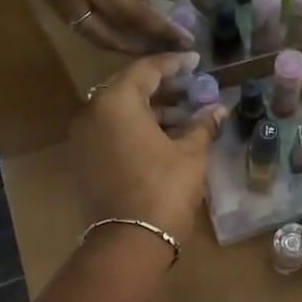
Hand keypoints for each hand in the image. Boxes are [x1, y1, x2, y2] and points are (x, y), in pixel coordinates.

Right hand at [0, 0, 190, 52]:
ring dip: (119, 42)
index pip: (128, 11)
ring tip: (151, 42)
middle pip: (104, 34)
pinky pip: (74, 18)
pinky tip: (124, 24)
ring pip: (86, 32)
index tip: (186, 40)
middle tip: (169, 49)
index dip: (159, 28)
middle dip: (139, 45)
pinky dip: (100, 27)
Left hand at [70, 54, 226, 243]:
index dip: (174, 64)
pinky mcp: (83, 160)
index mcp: (116, 102)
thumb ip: (202, 125)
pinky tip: (163, 137)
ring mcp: (83, 138)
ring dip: (150, 110)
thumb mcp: (191, 154)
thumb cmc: (164, 189)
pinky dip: (134, 128)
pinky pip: (110, 131)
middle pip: (129, 88)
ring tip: (184, 117)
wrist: (129, 241)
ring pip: (119, 112)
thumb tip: (218, 109)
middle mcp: (92, 112)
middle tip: (192, 89)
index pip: (147, 69)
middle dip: (163, 88)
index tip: (196, 61)